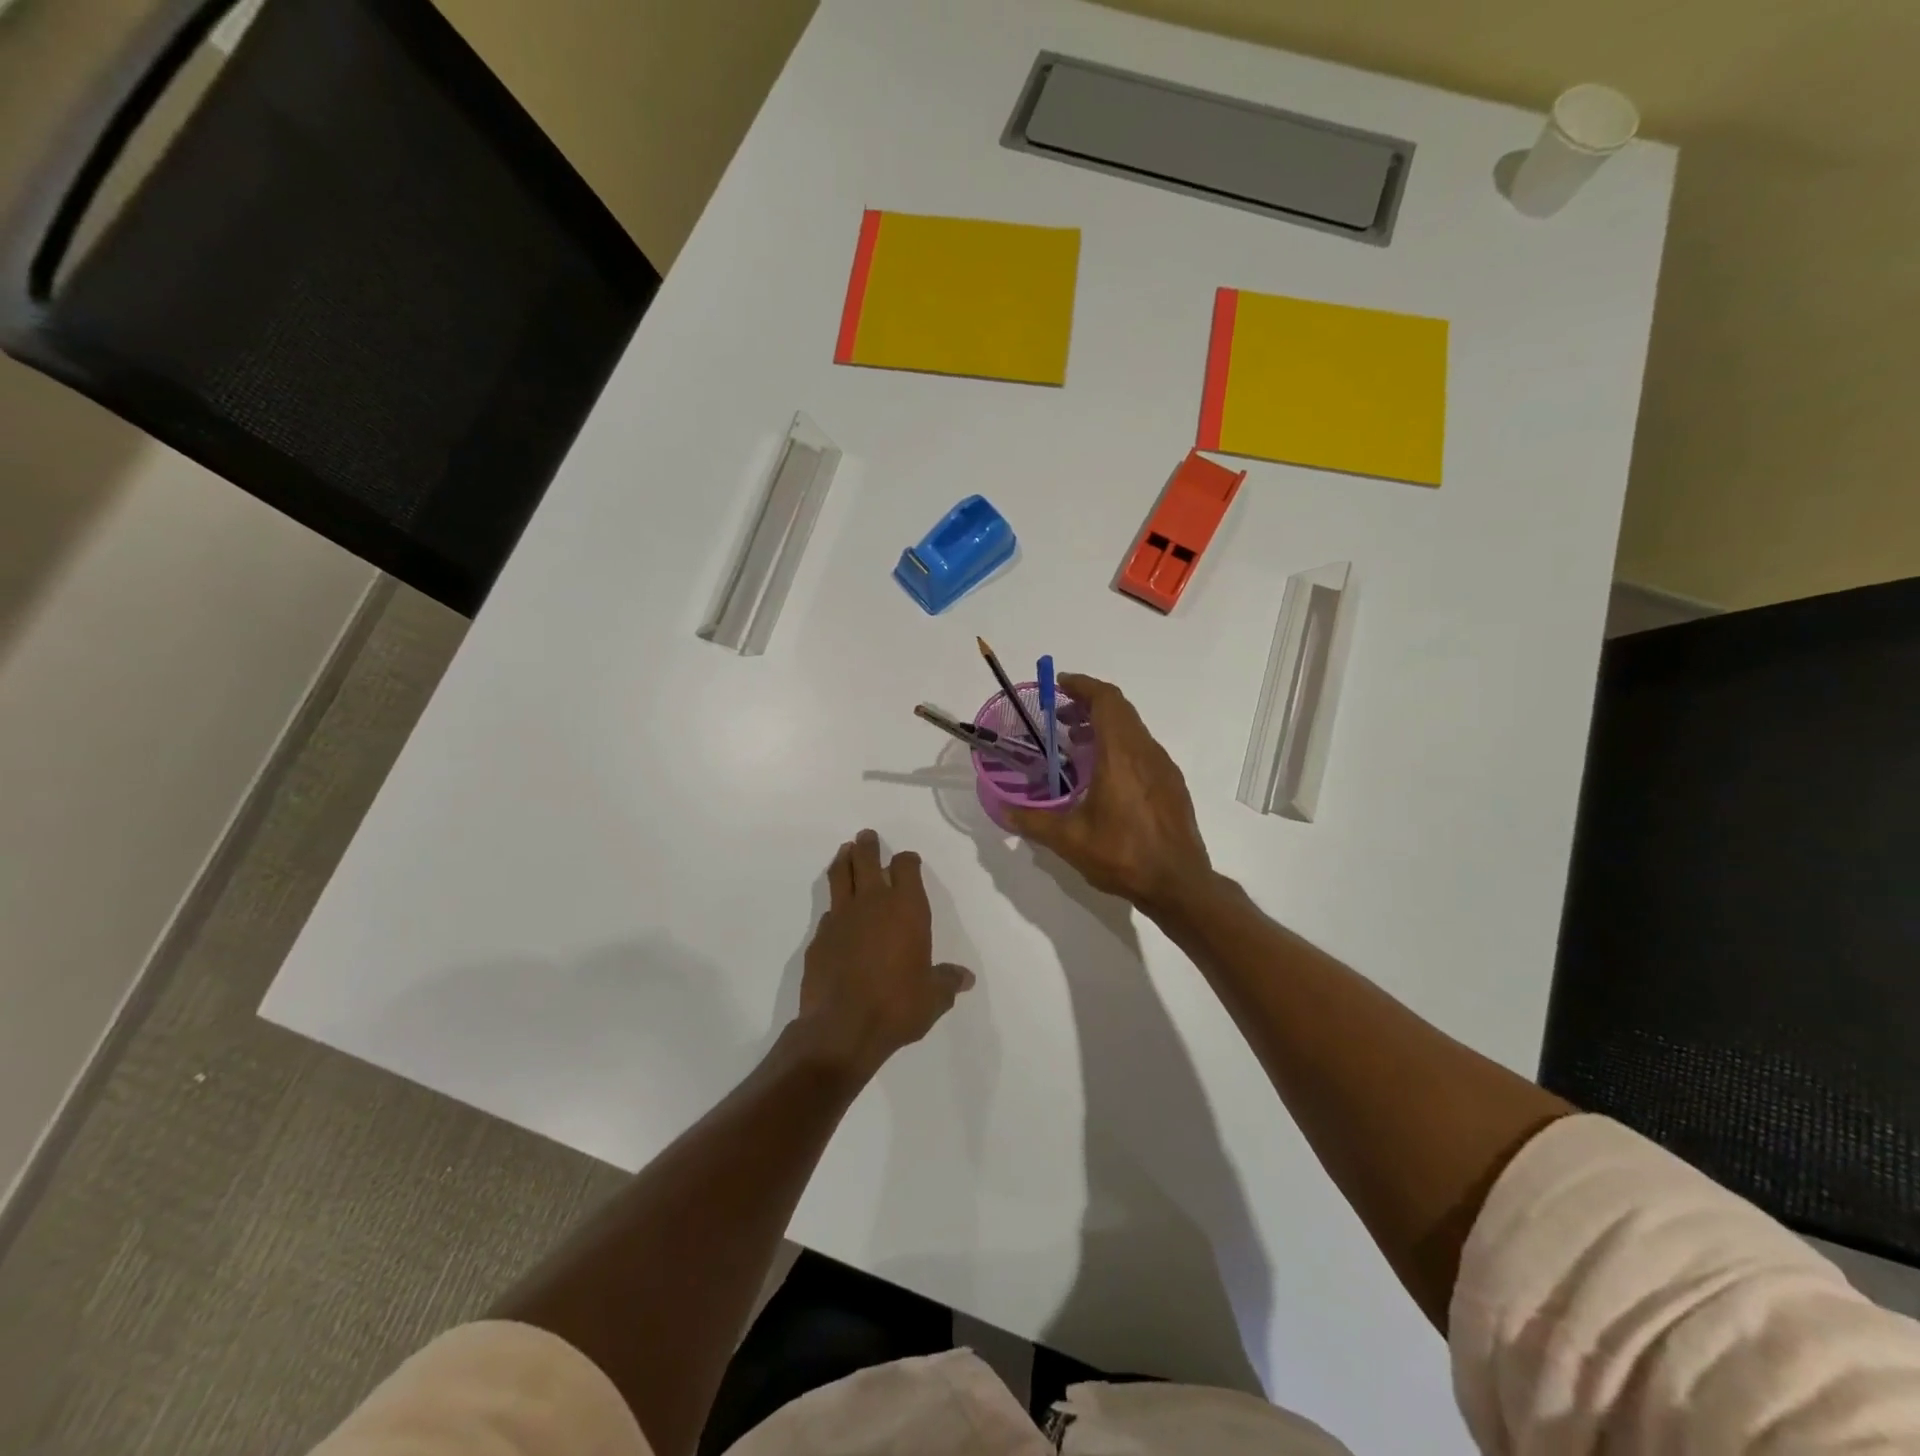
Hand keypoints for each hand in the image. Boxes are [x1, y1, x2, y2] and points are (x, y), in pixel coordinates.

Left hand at [797, 830, 973, 1077]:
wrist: (842, 1028)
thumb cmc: (897, 1006)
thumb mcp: (933, 998)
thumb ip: (947, 982)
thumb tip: (964, 978)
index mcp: (906, 909)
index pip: (906, 868)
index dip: (907, 861)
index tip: (908, 861)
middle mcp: (873, 903)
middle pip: (866, 860)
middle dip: (868, 846)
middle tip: (866, 836)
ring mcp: (841, 917)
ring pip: (840, 875)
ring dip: (843, 860)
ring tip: (845, 851)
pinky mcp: (819, 937)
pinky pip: (828, 910)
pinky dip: (834, 905)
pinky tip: (836, 913)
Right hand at [1005, 674, 1212, 912]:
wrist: (1179, 884)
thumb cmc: (1123, 856)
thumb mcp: (1069, 840)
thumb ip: (1032, 821)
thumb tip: (1003, 810)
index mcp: (1121, 755)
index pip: (1106, 700)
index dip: (1082, 685)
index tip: (1058, 685)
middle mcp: (1146, 752)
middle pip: (1120, 710)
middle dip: (1088, 704)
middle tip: (1059, 717)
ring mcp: (1163, 768)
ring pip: (1133, 729)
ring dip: (1104, 726)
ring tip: (1076, 744)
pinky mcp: (1172, 784)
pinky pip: (1143, 749)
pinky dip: (1119, 746)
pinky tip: (1103, 776)